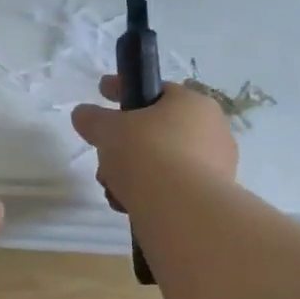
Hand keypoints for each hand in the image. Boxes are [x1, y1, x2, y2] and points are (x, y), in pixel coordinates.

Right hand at [71, 77, 239, 209]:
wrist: (181, 209)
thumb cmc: (146, 153)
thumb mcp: (108, 129)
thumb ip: (93, 119)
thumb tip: (82, 114)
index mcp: (192, 103)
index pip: (154, 89)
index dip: (123, 90)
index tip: (101, 91)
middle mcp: (212, 129)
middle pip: (156, 129)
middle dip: (125, 142)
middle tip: (105, 153)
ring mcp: (217, 165)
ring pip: (163, 160)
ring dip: (134, 170)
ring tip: (112, 186)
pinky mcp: (212, 197)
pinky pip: (173, 186)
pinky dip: (149, 191)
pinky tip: (128, 202)